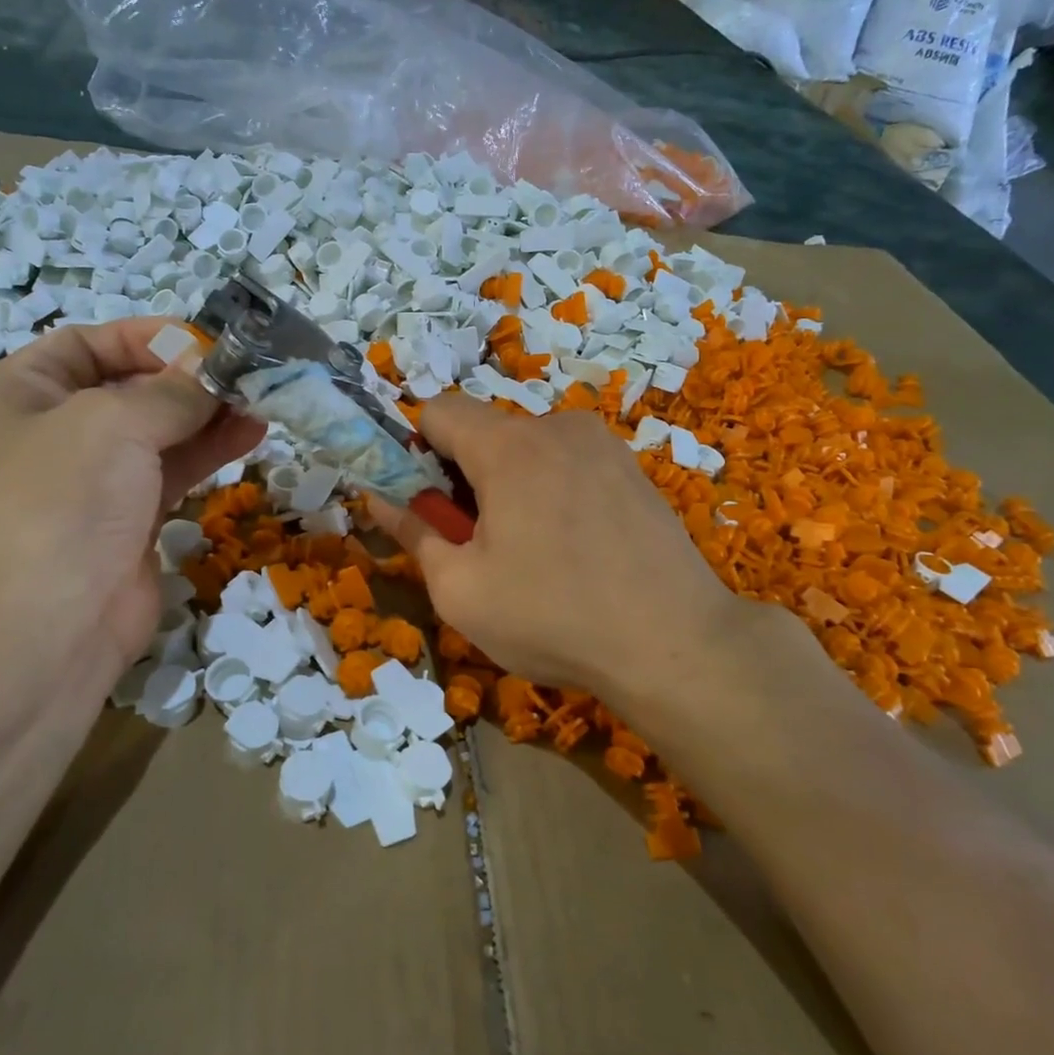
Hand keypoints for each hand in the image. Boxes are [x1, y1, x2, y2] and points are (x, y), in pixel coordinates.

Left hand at [0, 319, 263, 702]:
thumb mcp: (115, 423)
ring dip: (208, 413)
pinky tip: (251, 433)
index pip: (87, 343)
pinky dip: (209, 449)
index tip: (207, 341)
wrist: (52, 625)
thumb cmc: (65, 502)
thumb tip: (217, 372)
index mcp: (19, 393)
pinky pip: (172, 468)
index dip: (147, 337)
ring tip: (261, 400)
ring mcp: (92, 478)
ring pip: (158, 430)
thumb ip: (173, 390)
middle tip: (246, 372)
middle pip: (129, 386)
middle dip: (188, 377)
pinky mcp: (128, 516)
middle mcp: (52, 430)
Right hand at [369, 394, 748, 707]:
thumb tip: (376, 499)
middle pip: (485, 431)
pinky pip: (568, 462)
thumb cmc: (553, 618)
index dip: (417, 450)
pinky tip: (575, 548)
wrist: (677, 645)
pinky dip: (551, 490)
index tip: (430, 504)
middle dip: (466, 476)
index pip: (438, 409)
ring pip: (528, 448)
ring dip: (510, 485)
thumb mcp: (460, 590)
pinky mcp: (632, 468)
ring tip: (533, 552)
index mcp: (508, 447)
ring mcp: (603, 444)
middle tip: (480, 542)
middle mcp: (557, 427)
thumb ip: (412, 533)